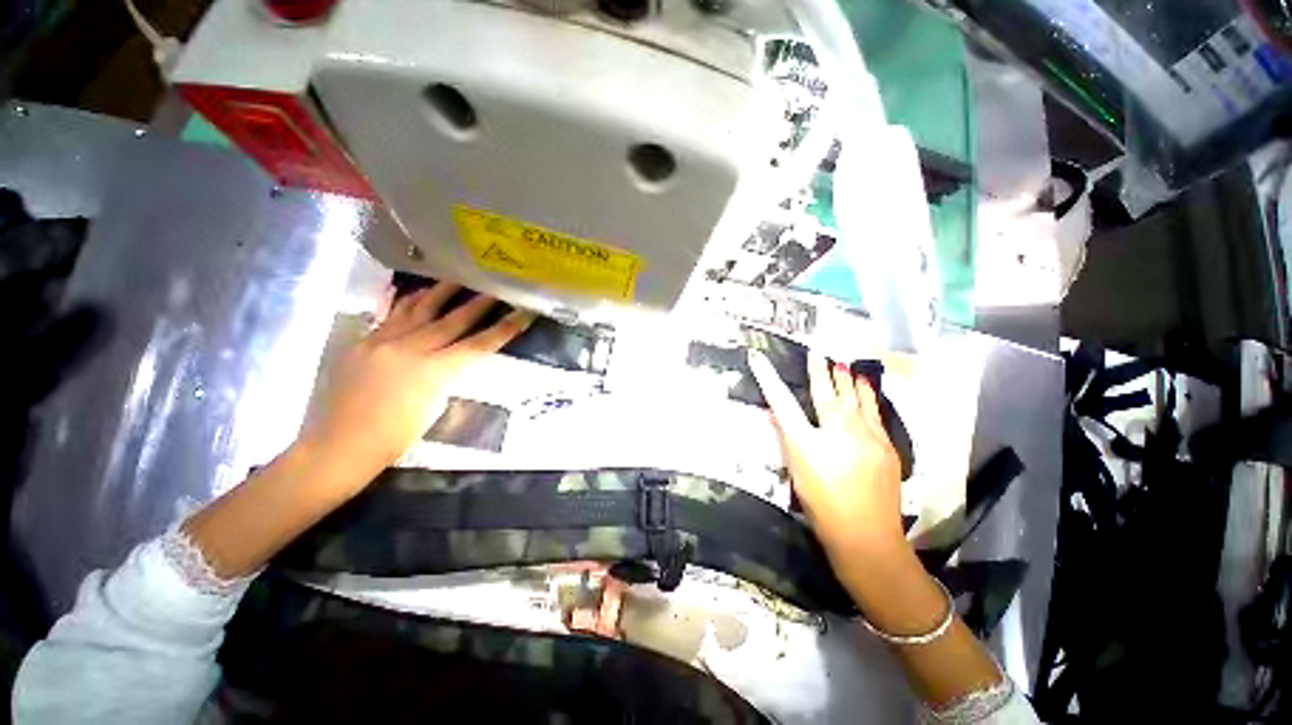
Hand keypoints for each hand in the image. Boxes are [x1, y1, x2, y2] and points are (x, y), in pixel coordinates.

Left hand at [297, 282, 533, 482]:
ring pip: (418, 309)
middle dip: (478, 304)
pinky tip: (417, 293)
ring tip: (457, 278)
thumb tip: (454, 357)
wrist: (340, 445)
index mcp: (433, 372)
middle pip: (452, 321)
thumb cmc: (395, 437)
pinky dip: (407, 302)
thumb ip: (446, 375)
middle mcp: (409, 349)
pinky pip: (390, 315)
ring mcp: (382, 342)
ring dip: (442, 292)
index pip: (478, 345)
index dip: (503, 330)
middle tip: (494, 288)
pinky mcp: (362, 342)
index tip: (522, 314)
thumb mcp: (435, 407)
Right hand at [748, 349, 904, 560]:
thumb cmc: (823, 507)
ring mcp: (867, 437)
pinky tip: (866, 387)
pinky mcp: (886, 444)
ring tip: (843, 364)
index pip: (782, 403)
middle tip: (818, 353)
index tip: (759, 359)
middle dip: (820, 371)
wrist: (868, 537)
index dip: (768, 379)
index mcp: (809, 443)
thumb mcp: (797, 473)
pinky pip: (875, 411)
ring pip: (856, 398)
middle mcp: (838, 433)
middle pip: (827, 394)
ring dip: (847, 380)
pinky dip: (867, 395)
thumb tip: (777, 415)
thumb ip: (787, 439)